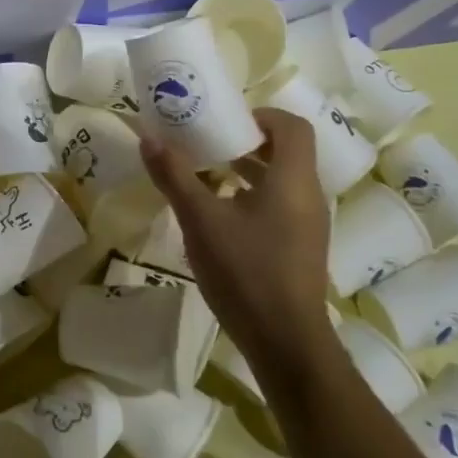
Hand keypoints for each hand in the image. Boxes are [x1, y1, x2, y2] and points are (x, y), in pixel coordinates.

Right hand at [140, 107, 335, 385]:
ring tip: (207, 176)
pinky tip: (221, 217)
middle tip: (208, 144)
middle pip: (287, 151)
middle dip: (247, 142)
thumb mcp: (200, 220)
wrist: (285, 341)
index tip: (225, 122)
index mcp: (293, 179)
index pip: (291, 126)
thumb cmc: (246, 271)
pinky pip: (281, 206)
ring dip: (249, 171)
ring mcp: (310, 225)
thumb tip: (147, 137)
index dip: (261, 115)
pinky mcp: (302, 248)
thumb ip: (174, 175)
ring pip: (283, 181)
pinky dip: (254, 197)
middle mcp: (309, 195)